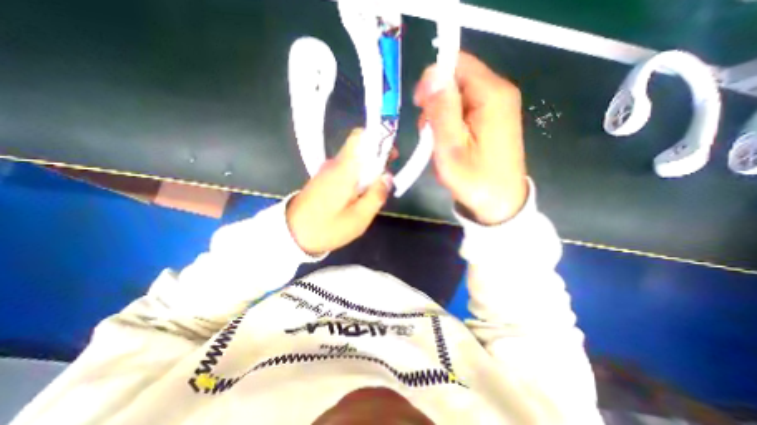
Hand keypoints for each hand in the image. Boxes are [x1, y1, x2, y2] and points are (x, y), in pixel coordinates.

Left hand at [285, 130, 389, 255]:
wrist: (291, 234)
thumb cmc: (327, 228)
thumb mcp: (358, 218)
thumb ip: (376, 195)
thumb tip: (388, 177)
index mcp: (345, 169)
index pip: (360, 138)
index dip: (378, 140)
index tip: (391, 155)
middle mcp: (335, 164)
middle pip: (359, 148)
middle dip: (377, 158)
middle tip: (387, 178)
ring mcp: (327, 170)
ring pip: (354, 160)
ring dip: (368, 169)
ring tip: (375, 190)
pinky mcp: (324, 179)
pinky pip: (346, 170)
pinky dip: (358, 176)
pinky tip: (360, 194)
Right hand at [414, 52, 526, 224]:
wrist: (500, 203)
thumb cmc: (474, 180)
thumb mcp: (451, 148)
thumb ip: (442, 110)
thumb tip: (432, 73)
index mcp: (492, 96)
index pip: (456, 64)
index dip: (433, 81)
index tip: (420, 108)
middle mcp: (499, 93)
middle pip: (457, 79)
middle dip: (437, 103)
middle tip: (430, 134)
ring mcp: (498, 106)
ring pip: (458, 96)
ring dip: (442, 116)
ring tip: (440, 144)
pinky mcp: (494, 119)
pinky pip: (465, 109)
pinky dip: (452, 124)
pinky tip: (450, 143)